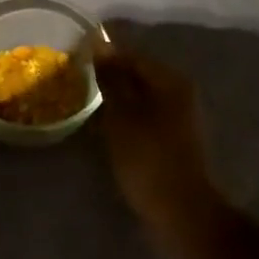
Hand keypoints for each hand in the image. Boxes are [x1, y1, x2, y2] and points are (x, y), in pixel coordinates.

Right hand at [95, 45, 224, 258]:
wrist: (182, 213)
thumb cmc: (148, 159)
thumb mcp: (122, 115)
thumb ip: (111, 78)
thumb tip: (100, 45)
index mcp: (170, 79)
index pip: (131, 54)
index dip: (103, 56)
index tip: (76, 59)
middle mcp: (179, 90)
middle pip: (138, 74)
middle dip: (109, 76)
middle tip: (78, 81)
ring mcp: (180, 115)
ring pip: (141, 95)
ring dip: (117, 98)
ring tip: (88, 103)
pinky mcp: (175, 138)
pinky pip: (145, 115)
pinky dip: (126, 116)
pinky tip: (107, 126)